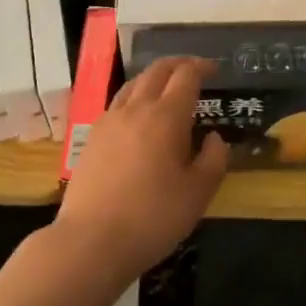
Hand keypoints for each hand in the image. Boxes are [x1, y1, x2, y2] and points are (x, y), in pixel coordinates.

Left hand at [52, 56, 227, 283]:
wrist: (91, 241)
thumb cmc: (153, 217)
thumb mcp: (198, 193)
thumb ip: (213, 159)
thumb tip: (213, 138)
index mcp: (166, 116)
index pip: (186, 76)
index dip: (202, 67)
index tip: (214, 70)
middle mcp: (136, 109)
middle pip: (157, 71)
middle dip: (178, 64)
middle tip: (194, 69)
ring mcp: (109, 121)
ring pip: (134, 83)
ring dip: (154, 77)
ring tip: (166, 86)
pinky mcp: (92, 137)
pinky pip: (117, 103)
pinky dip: (134, 96)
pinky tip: (138, 115)